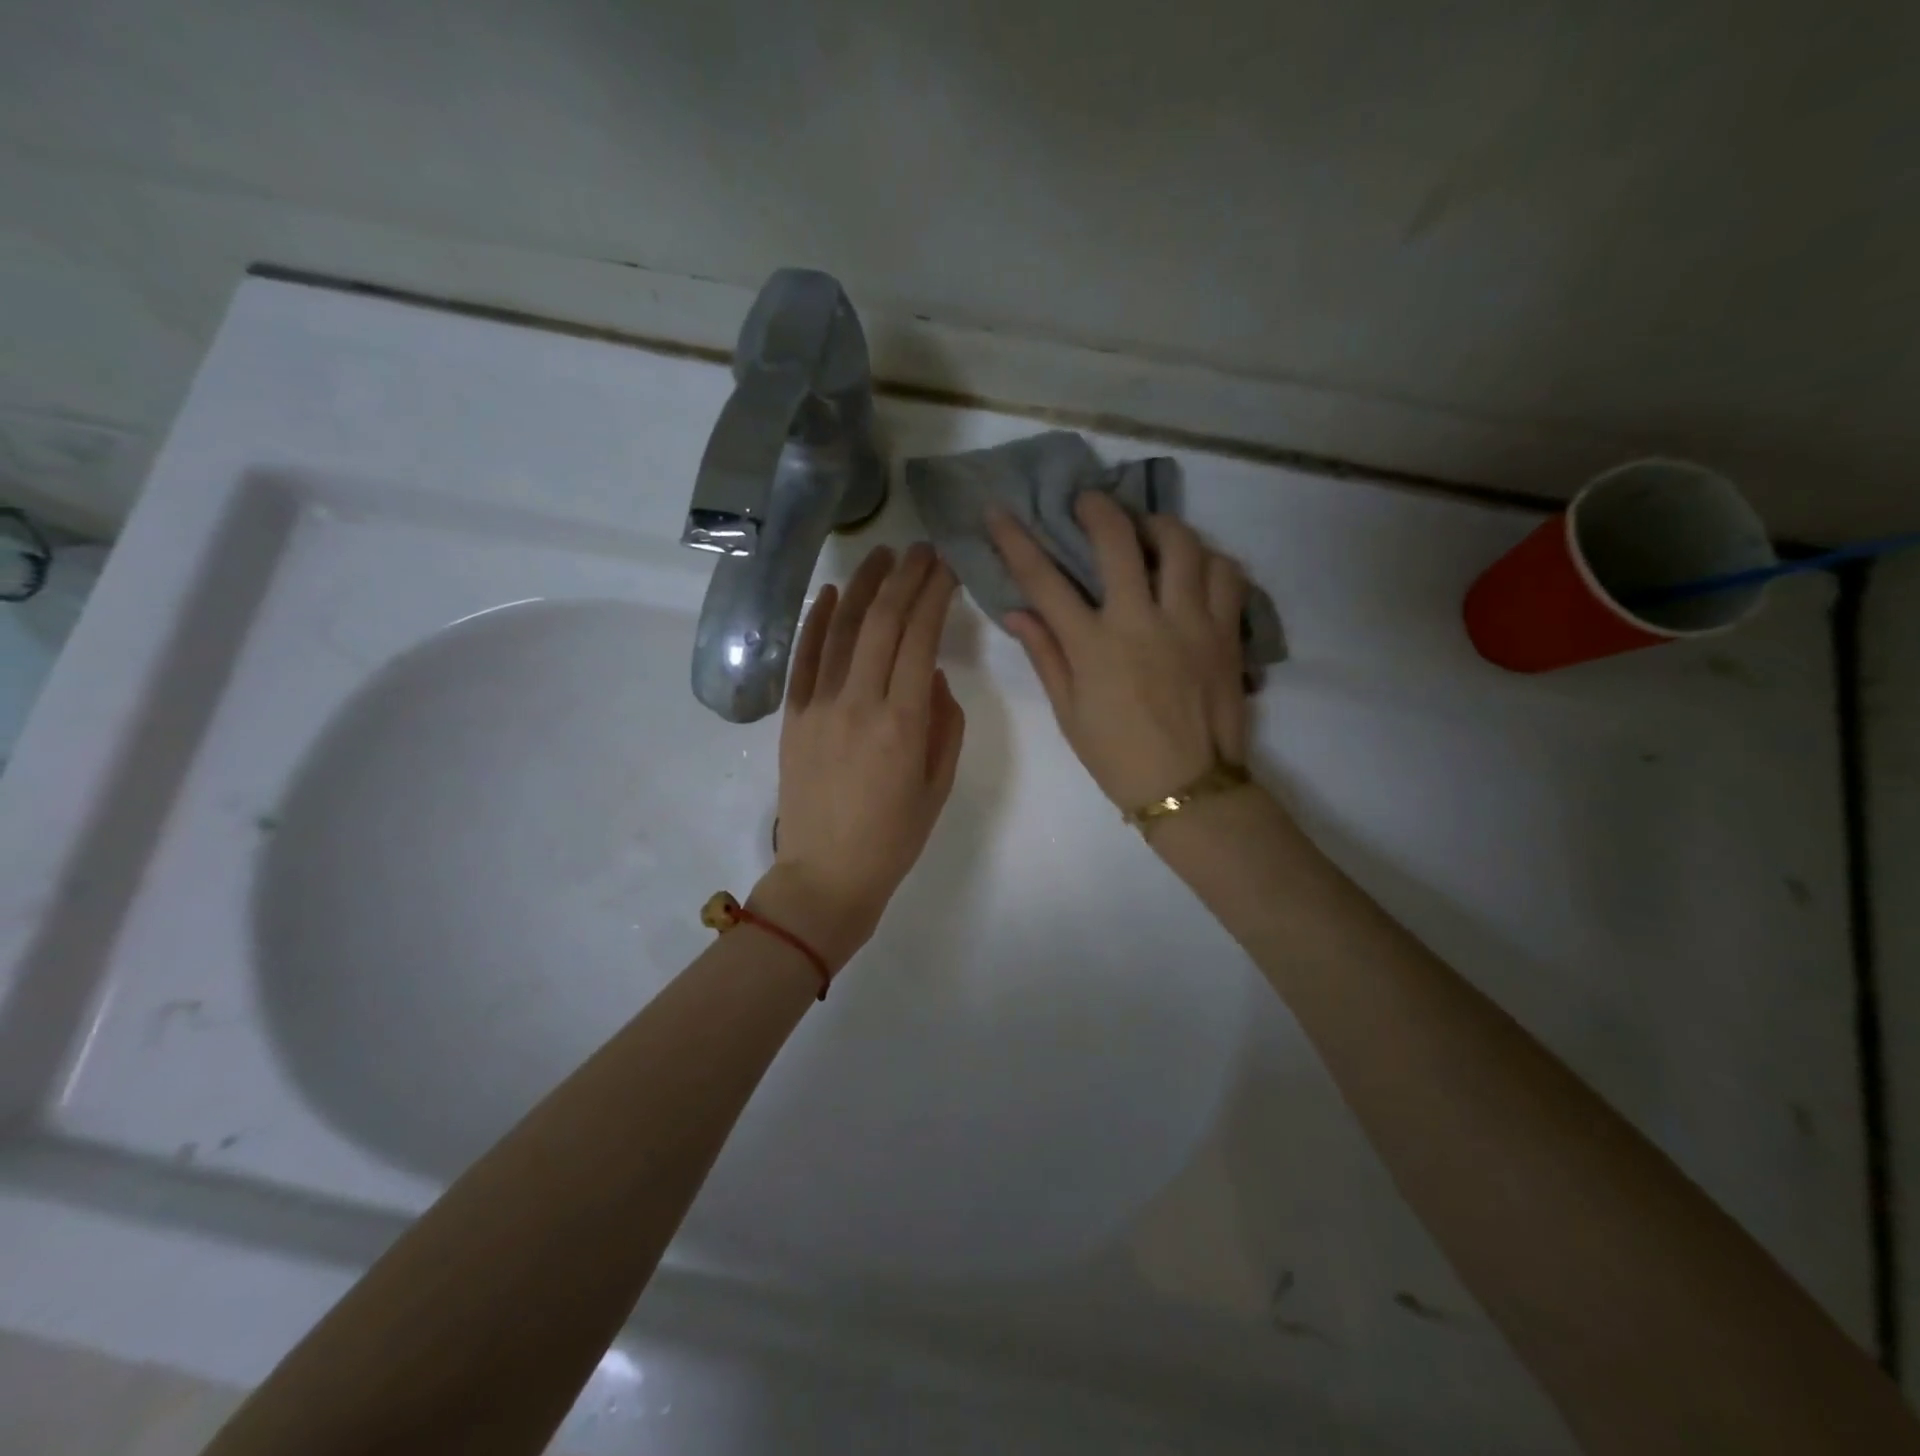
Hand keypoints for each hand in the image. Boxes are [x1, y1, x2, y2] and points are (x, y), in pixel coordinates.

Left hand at [752, 543, 965, 968]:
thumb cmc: (894, 837)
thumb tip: (935, 677)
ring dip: (862, 587)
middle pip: (883, 622)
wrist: (826, 875)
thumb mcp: (938, 785)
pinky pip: (804, 658)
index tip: (947, 567)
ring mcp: (819, 705)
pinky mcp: (793, 716)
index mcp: (903, 722)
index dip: (935, 594)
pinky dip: (816, 621)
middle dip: (905, 578)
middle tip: (921, 549)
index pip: (920, 637)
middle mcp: (859, 702)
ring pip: (842, 630)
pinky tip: (830, 593)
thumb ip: (945, 724)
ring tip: (881, 555)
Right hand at [988, 494, 1247, 808]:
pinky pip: (1226, 573)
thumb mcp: (1069, 712)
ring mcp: (1190, 622)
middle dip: (1097, 509)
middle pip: (1117, 540)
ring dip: (1158, 525)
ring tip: (1147, 529)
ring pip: (1181, 544)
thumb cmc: (1118, 757)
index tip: (998, 512)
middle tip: (1089, 502)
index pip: (1044, 580)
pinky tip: (1194, 566)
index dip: (1015, 540)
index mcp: (1094, 646)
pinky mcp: (1226, 631)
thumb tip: (1017, 612)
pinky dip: (1208, 559)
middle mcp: (1141, 621)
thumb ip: (1046, 655)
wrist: (1189, 787)